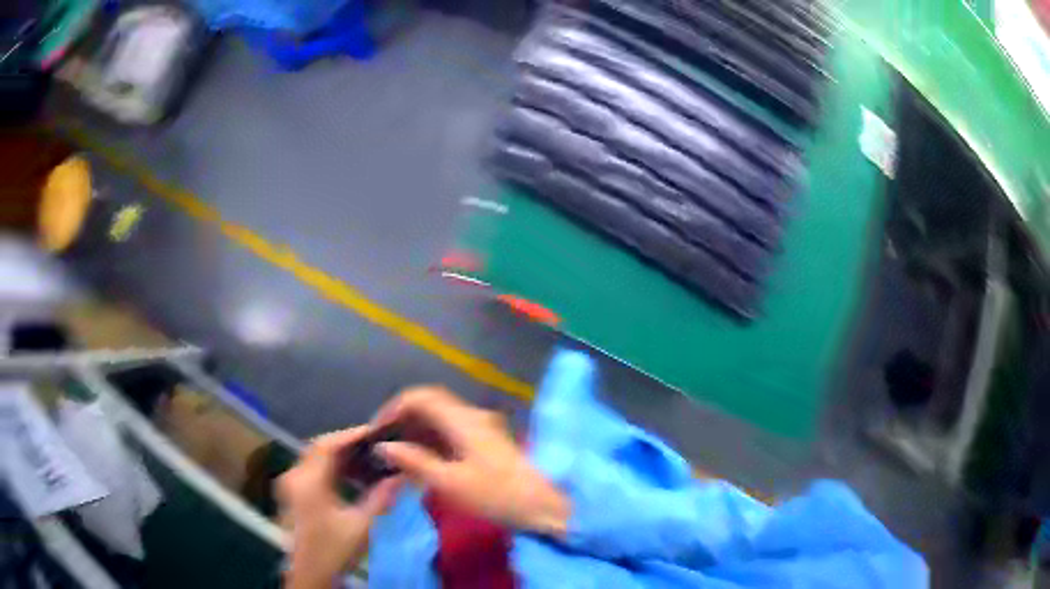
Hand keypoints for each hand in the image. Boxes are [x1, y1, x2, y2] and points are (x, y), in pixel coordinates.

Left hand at [278, 428, 400, 588]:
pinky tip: (350, 475)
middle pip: (319, 448)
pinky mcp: (292, 493)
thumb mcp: (362, 526)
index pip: (328, 445)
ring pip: (315, 457)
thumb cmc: (334, 550)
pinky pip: (312, 469)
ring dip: (339, 455)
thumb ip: (382, 498)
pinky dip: (331, 467)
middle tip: (375, 444)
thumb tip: (403, 475)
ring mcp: (290, 484)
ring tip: (367, 458)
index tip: (376, 432)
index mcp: (307, 481)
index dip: (352, 435)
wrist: (311, 575)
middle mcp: (293, 476)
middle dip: (347, 444)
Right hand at [373, 387, 569, 536]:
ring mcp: (482, 428)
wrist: (545, 507)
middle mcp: (472, 416)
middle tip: (383, 443)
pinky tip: (421, 461)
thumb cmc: (497, 495)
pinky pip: (451, 432)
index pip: (420, 397)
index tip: (377, 430)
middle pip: (430, 405)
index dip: (393, 408)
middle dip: (403, 419)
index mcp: (463, 420)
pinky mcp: (487, 443)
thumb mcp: (450, 483)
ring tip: (396, 454)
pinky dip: (431, 440)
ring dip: (416, 431)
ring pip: (440, 418)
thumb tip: (384, 446)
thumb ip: (415, 461)